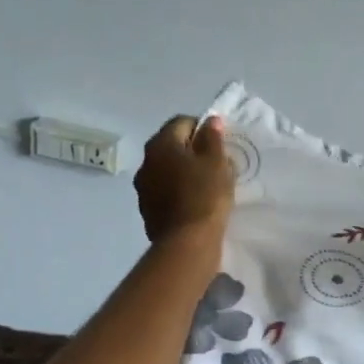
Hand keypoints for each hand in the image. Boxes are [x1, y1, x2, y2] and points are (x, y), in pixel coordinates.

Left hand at [135, 116, 234, 243]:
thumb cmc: (205, 195)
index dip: (203, 129)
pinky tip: (195, 203)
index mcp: (161, 144)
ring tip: (206, 185)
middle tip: (215, 164)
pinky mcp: (147, 209)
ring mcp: (143, 187)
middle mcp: (146, 162)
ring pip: (167, 170)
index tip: (219, 144)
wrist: (187, 242)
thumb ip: (213, 138)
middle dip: (192, 151)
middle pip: (172, 146)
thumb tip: (209, 121)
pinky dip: (178, 191)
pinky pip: (165, 191)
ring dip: (183, 172)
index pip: (182, 122)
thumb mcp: (217, 162)